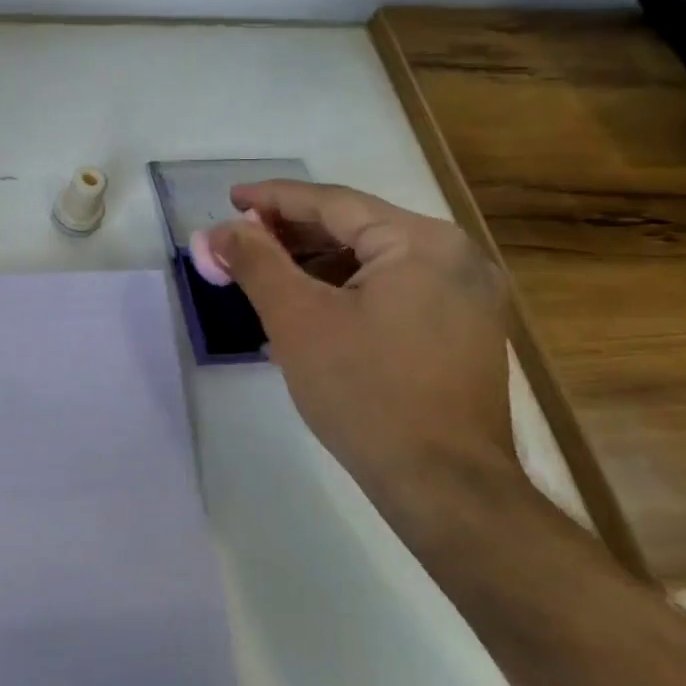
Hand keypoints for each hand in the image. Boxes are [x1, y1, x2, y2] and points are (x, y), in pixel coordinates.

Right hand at [202, 180, 518, 518]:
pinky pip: (392, 291)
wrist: (444, 486)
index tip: (229, 199)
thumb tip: (220, 230)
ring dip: (314, 266)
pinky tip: (305, 311)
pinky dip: (344, 293)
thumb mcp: (296, 319)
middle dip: (290, 236)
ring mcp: (466, 296)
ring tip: (263, 278)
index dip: (273, 199)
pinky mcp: (463, 331)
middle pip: (356, 228)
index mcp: (422, 243)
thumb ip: (255, 262)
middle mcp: (455, 257)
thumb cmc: (366, 392)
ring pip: (373, 262)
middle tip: (238, 242)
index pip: (333, 203)